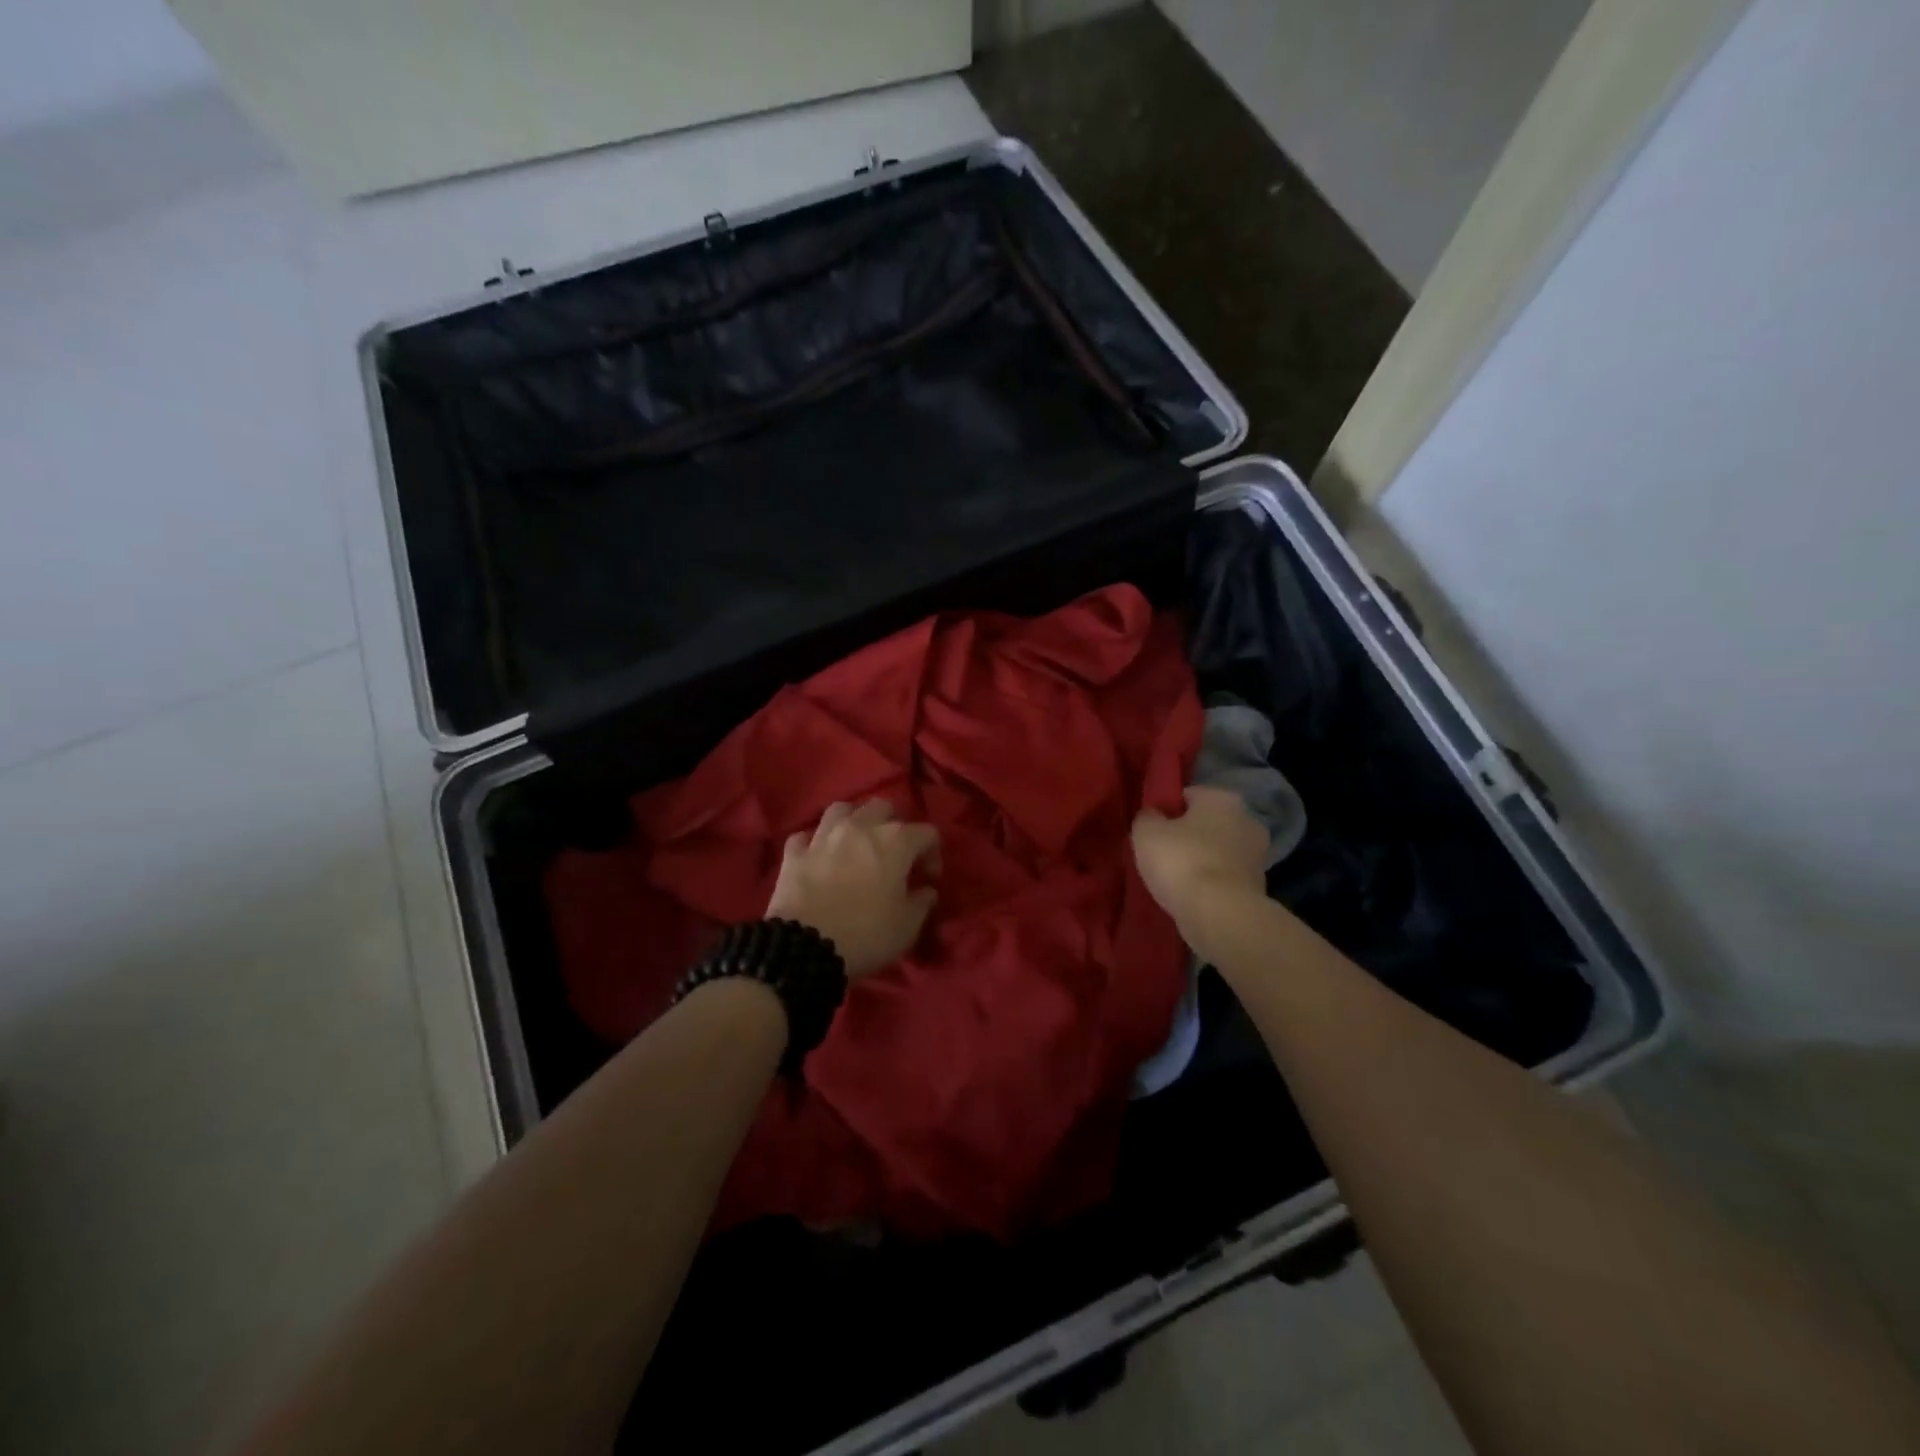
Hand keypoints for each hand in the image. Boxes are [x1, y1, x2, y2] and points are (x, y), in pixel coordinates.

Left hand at [767, 799, 940, 978]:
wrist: (805, 948)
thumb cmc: (866, 934)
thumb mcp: (907, 926)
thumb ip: (922, 902)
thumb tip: (926, 890)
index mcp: (895, 841)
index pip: (926, 833)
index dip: (932, 854)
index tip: (928, 879)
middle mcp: (860, 827)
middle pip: (883, 807)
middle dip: (893, 825)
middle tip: (894, 854)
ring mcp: (823, 836)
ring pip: (842, 810)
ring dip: (853, 821)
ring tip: (856, 844)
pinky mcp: (794, 852)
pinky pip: (806, 836)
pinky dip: (815, 843)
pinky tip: (819, 857)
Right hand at [1131, 786, 1269, 924]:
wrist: (1219, 915)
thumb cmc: (1181, 861)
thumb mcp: (1146, 832)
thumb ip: (1147, 817)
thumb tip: (1153, 816)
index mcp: (1222, 797)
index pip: (1187, 795)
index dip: (1165, 811)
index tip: (1150, 830)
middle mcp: (1247, 819)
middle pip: (1206, 823)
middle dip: (1187, 836)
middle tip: (1159, 854)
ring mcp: (1257, 855)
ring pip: (1217, 851)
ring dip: (1199, 861)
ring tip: (1172, 879)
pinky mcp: (1258, 887)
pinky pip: (1224, 877)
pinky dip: (1210, 883)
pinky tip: (1190, 895)